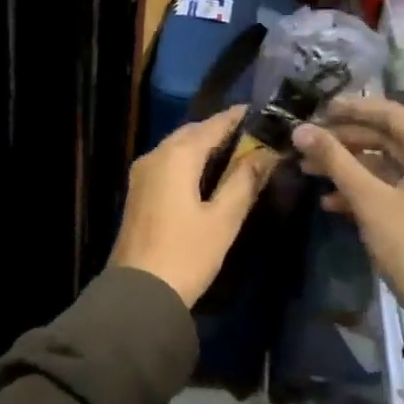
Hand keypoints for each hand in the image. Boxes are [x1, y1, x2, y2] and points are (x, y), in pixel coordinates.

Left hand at [110, 108, 278, 305]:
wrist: (139, 291)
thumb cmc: (187, 254)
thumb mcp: (223, 219)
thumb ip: (243, 181)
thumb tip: (265, 153)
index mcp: (176, 156)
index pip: (211, 125)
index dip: (236, 117)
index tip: (261, 112)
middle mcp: (155, 156)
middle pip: (191, 133)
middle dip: (220, 131)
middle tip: (252, 135)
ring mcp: (142, 174)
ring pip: (177, 148)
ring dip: (203, 146)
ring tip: (236, 152)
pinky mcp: (139, 192)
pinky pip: (167, 163)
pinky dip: (189, 161)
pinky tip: (207, 174)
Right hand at [292, 97, 403, 330]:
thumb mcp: (369, 199)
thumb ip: (335, 160)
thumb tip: (301, 130)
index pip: (390, 113)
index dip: (352, 108)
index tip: (317, 109)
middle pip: (384, 138)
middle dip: (343, 141)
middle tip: (306, 143)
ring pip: (383, 164)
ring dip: (347, 166)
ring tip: (308, 170)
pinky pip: (389, 187)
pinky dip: (360, 190)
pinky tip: (329, 202)